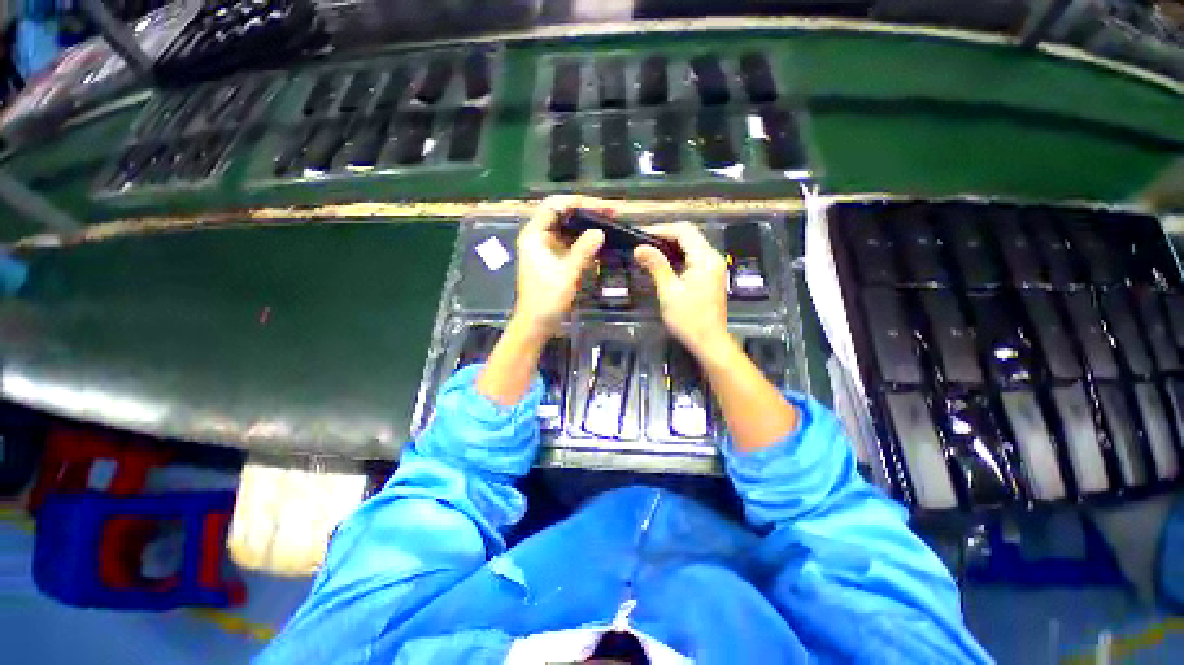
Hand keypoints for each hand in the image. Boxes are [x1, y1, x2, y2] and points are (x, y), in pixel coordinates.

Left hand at [512, 195, 604, 335]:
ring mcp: (547, 248)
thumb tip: (600, 231)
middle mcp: (540, 236)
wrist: (536, 323)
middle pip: (564, 215)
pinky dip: (586, 242)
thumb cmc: (547, 299)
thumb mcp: (567, 273)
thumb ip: (584, 250)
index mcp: (535, 234)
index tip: (602, 206)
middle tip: (612, 213)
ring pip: (570, 229)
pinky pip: (572, 244)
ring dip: (588, 227)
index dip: (579, 202)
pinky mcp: (555, 259)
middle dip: (587, 213)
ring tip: (611, 224)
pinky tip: (602, 242)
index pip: (556, 205)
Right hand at [633, 222, 730, 356]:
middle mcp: (712, 258)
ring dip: (671, 246)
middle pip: (689, 236)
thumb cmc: (688, 318)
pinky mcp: (710, 277)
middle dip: (665, 235)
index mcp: (705, 258)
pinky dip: (678, 256)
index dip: (661, 229)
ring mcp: (713, 267)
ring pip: (691, 246)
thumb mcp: (669, 291)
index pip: (683, 231)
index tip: (640, 234)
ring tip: (649, 251)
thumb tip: (639, 248)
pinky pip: (693, 258)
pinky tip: (663, 263)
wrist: (709, 342)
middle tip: (642, 242)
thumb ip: (656, 265)